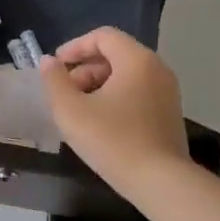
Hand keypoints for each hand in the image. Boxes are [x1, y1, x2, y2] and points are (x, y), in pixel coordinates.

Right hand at [39, 27, 190, 193]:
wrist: (161, 183)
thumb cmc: (113, 141)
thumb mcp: (72, 111)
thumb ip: (55, 81)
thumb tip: (49, 62)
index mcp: (136, 60)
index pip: (103, 36)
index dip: (75, 47)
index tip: (56, 66)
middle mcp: (157, 68)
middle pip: (115, 54)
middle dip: (85, 68)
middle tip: (65, 91)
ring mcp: (168, 92)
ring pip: (127, 75)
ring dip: (99, 84)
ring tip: (79, 109)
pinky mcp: (170, 114)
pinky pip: (139, 92)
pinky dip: (116, 97)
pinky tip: (101, 123)